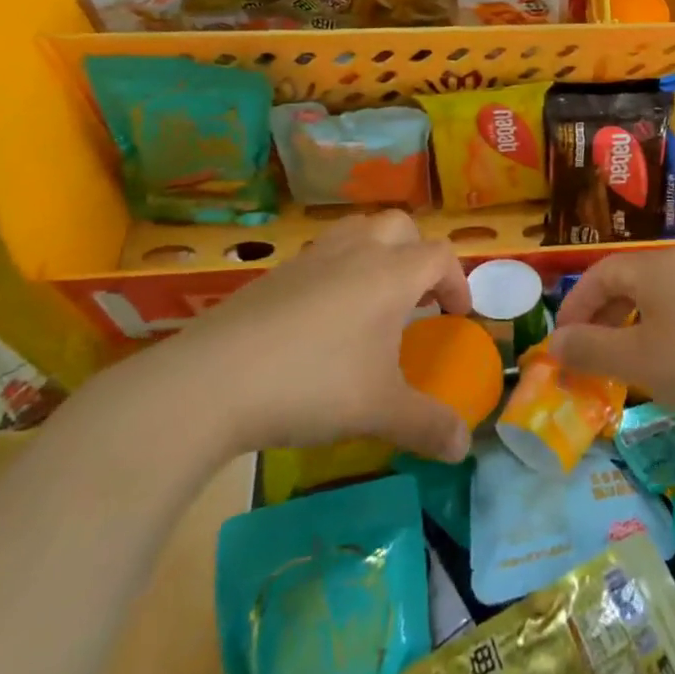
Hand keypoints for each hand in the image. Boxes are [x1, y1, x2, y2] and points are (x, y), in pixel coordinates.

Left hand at [140, 211, 473, 462]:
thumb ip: (428, 426)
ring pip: (356, 231)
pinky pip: (319, 256)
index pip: (440, 256)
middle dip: (417, 255)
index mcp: (390, 275)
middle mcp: (355, 253)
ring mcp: (310, 259)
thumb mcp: (379, 412)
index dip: (457, 282)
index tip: (456, 316)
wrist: (211, 382)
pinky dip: (335, 272)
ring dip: (376, 253)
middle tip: (417, 298)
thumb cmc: (312, 385)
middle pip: (400, 226)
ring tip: (373, 298)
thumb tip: (463, 446)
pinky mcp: (273, 275)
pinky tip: (321, 320)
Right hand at [550, 248, 674, 430]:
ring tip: (623, 361)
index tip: (562, 345)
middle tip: (588, 354)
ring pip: (655, 294)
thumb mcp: (638, 361)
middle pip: (626, 280)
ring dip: (629, 323)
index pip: (599, 274)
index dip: (575, 308)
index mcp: (655, 266)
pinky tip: (668, 360)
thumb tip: (553, 344)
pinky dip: (660, 327)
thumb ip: (590, 350)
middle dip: (600, 316)